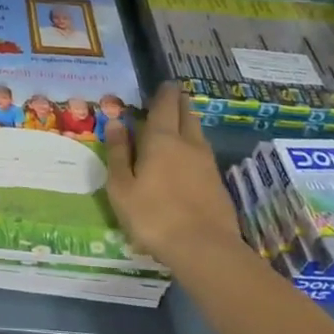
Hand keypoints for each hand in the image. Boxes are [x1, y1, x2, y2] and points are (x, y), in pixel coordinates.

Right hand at [105, 81, 250, 275]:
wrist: (205, 249)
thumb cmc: (153, 215)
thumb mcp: (122, 186)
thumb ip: (118, 152)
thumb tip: (115, 122)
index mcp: (161, 139)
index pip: (165, 106)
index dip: (164, 93)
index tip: (164, 84)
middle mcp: (187, 144)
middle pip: (187, 115)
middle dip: (180, 103)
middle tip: (173, 97)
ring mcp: (207, 164)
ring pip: (198, 133)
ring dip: (189, 123)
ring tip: (180, 123)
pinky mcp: (218, 184)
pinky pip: (204, 154)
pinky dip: (195, 147)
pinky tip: (189, 158)